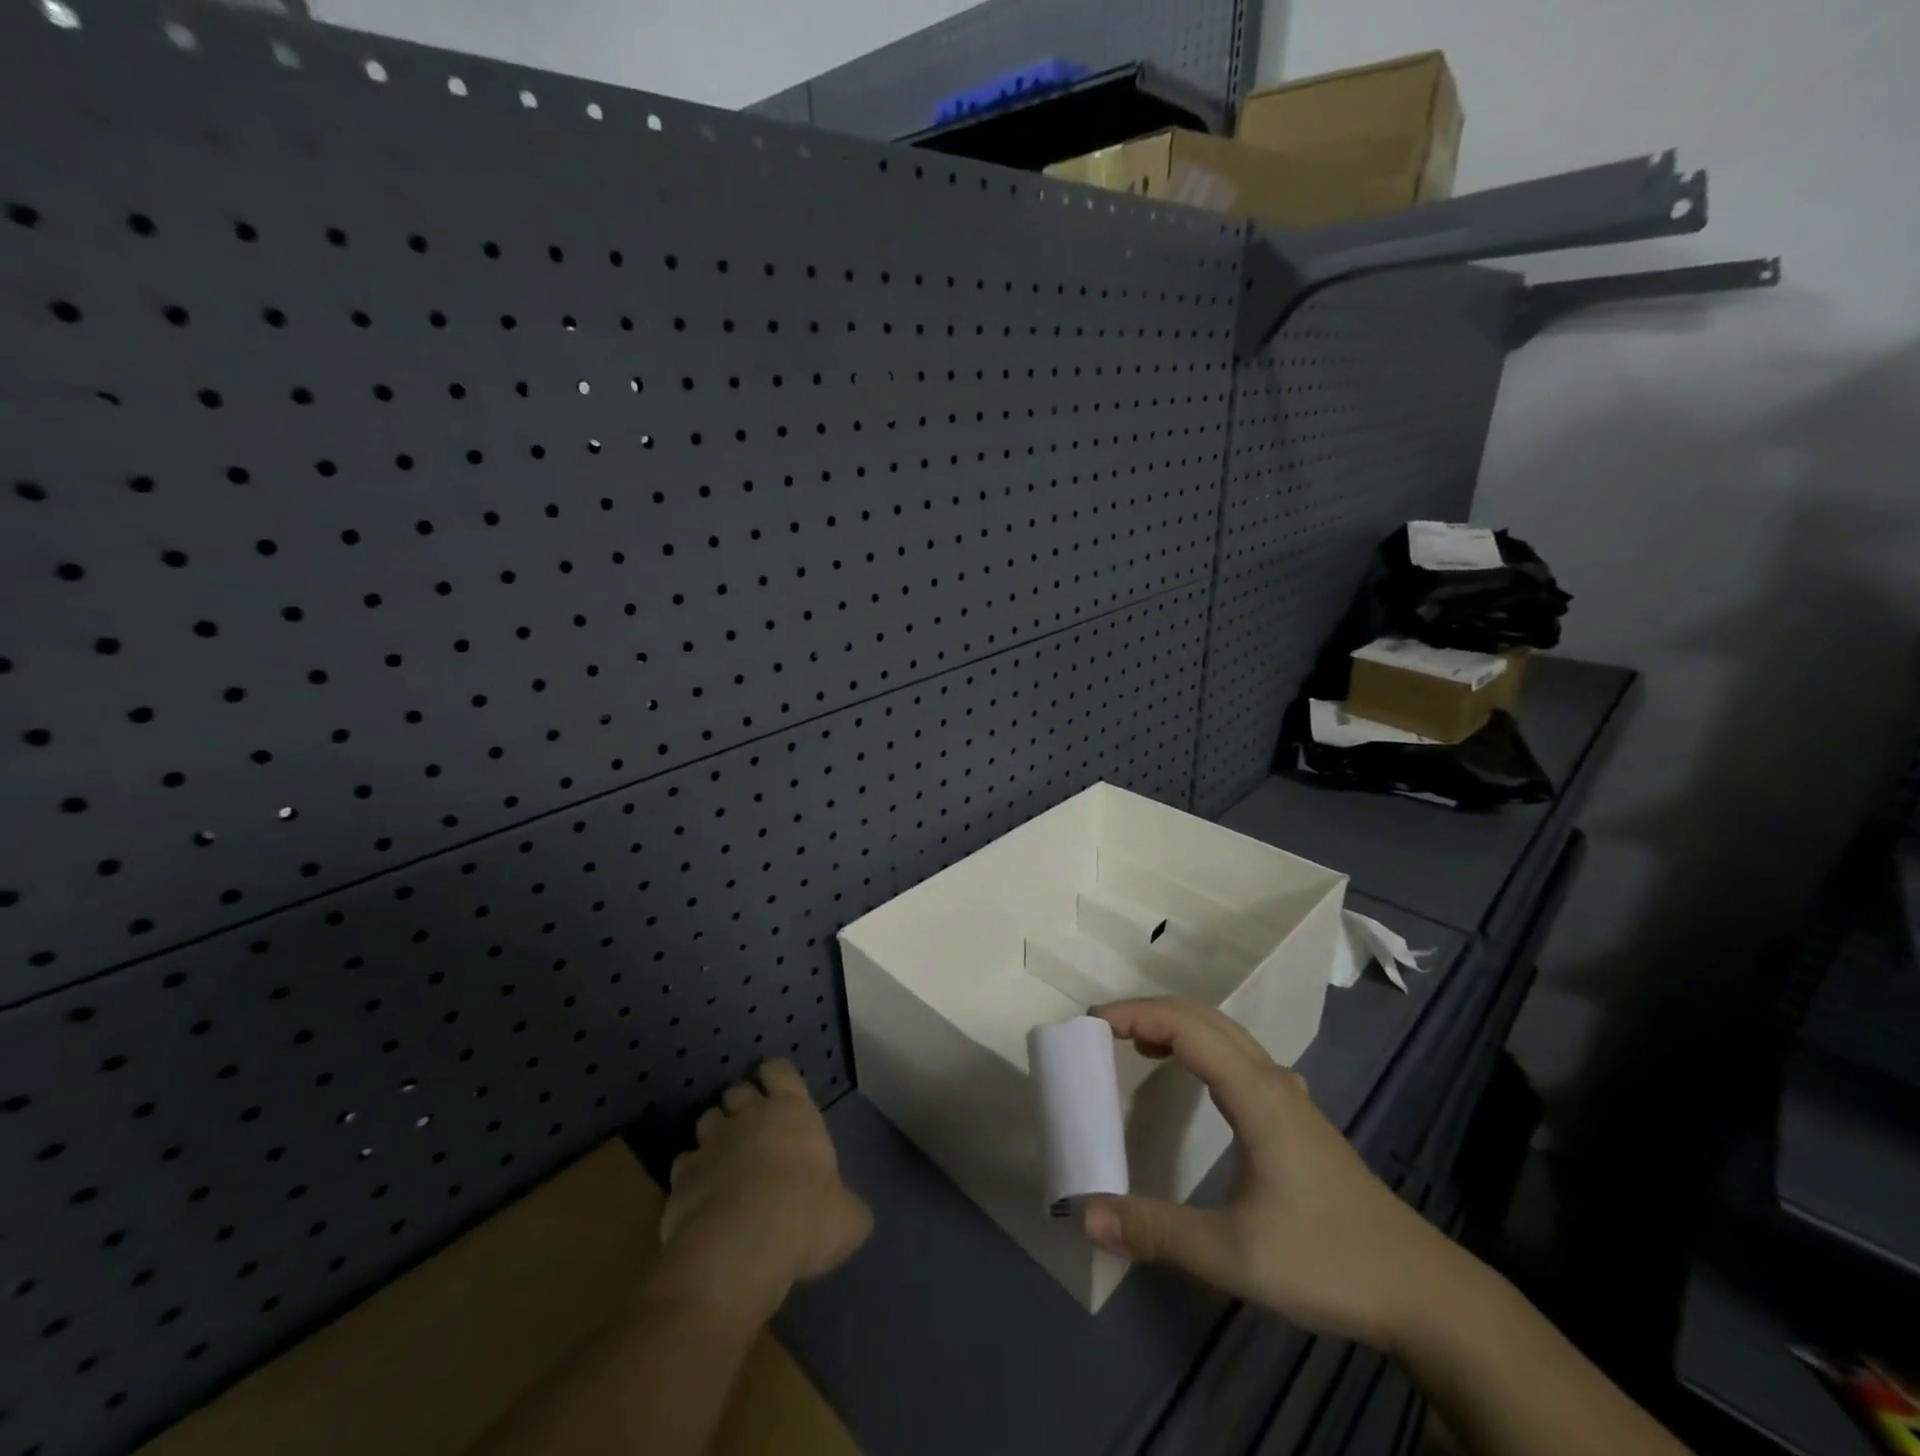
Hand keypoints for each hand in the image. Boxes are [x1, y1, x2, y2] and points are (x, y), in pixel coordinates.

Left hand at [660, 1060, 871, 1305]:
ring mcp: (710, 1144)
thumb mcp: (848, 1218)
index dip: (777, 1077)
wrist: (738, 1251)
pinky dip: (691, 1176)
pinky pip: (684, 1165)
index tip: (778, 1091)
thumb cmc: (804, 1218)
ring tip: (724, 1161)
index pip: (780, 1070)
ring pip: (706, 1120)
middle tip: (752, 1130)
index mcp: (792, 1112)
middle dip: (741, 1104)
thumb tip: (847, 1212)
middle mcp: (748, 1116)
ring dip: (715, 1135)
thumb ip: (846, 1205)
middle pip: (737, 1090)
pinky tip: (701, 1198)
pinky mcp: (680, 1179)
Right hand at [1083, 998, 1462, 1350]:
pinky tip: (1196, 1078)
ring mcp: (1289, 1097)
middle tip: (1104, 1029)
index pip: (1186, 1028)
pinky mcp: (1298, 1118)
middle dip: (1150, 1010)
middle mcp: (1271, 1080)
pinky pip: (1239, 1056)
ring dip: (1177, 1025)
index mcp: (1256, 1094)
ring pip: (1226, 1033)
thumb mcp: (1234, 1256)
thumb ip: (1157, 1232)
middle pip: (1205, 1017)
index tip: (1091, 1024)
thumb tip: (1086, 1215)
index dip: (1136, 1015)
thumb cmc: (1329, 1262)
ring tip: (1136, 1044)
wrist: (1424, 1293)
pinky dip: (1201, 1046)